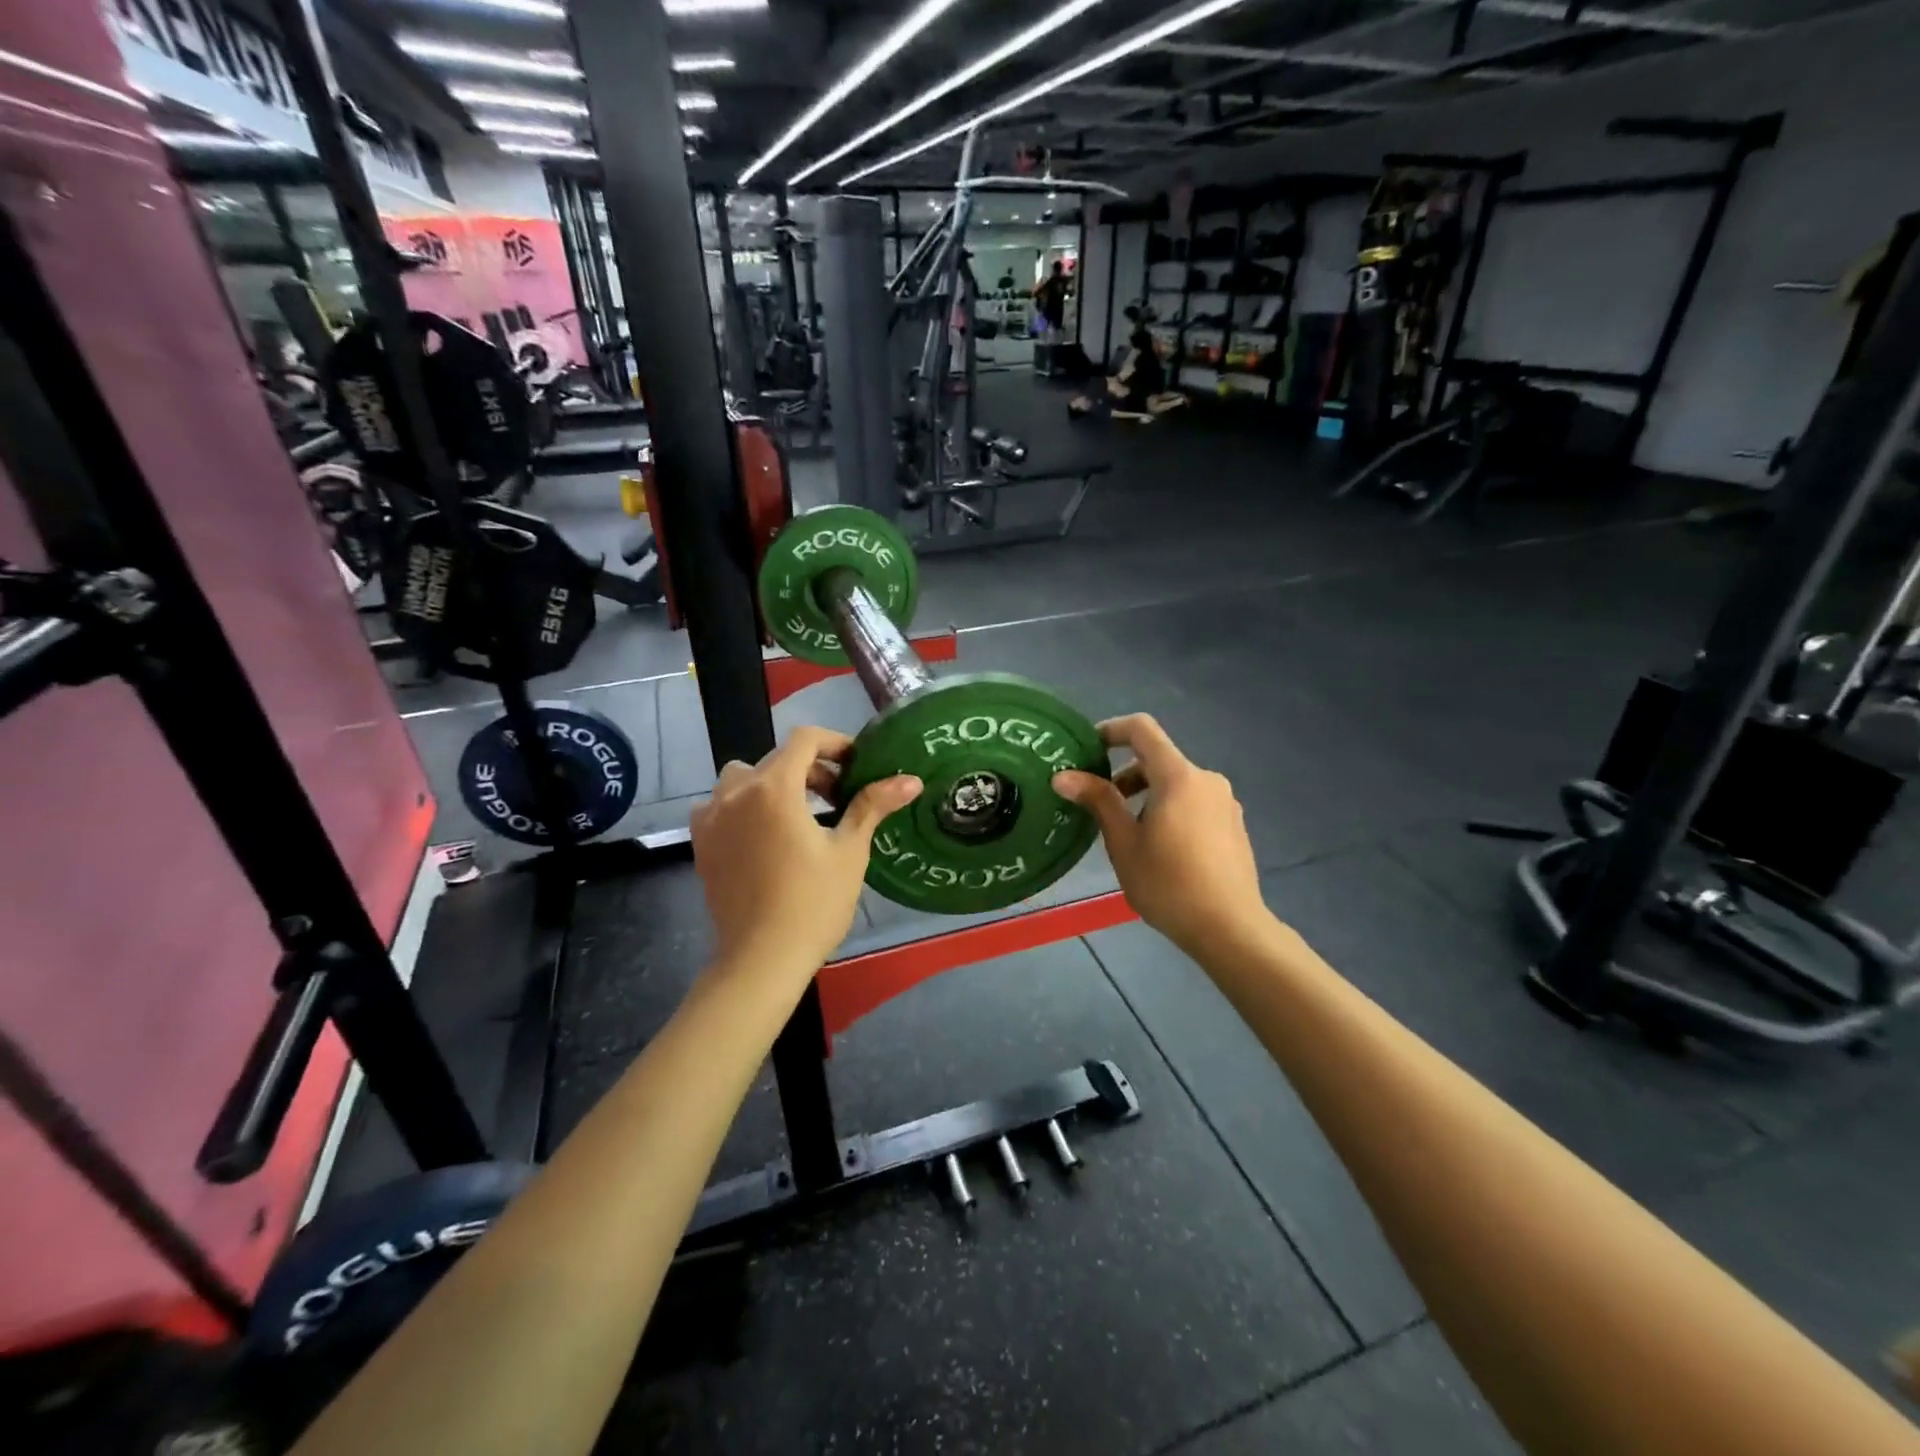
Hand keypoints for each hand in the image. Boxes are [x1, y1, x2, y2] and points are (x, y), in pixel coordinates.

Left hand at [691, 726, 921, 977]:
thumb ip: (872, 806)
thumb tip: (911, 780)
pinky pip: (721, 805)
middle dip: (811, 770)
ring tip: (798, 813)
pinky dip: (743, 805)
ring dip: (774, 783)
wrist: (761, 959)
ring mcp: (712, 817)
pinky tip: (763, 834)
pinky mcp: (701, 842)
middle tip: (839, 798)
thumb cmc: (813, 904)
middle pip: (777, 759)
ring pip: (744, 778)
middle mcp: (736, 792)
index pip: (804, 740)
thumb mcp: (849, 851)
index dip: (835, 744)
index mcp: (774, 787)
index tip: (857, 766)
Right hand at [1053, 715, 1271, 957]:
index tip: (1087, 751)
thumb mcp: (1124, 843)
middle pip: (1158, 759)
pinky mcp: (1233, 825)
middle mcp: (1206, 780)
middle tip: (1098, 803)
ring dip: (1146, 794)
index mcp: (1178, 777)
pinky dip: (1169, 809)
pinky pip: (1194, 802)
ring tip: (1126, 832)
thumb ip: (1098, 801)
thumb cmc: (1169, 884)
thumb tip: (1064, 775)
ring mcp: (1225, 802)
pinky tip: (1159, 848)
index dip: (1111, 730)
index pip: (1142, 729)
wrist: (1231, 929)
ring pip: (1176, 783)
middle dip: (1124, 773)